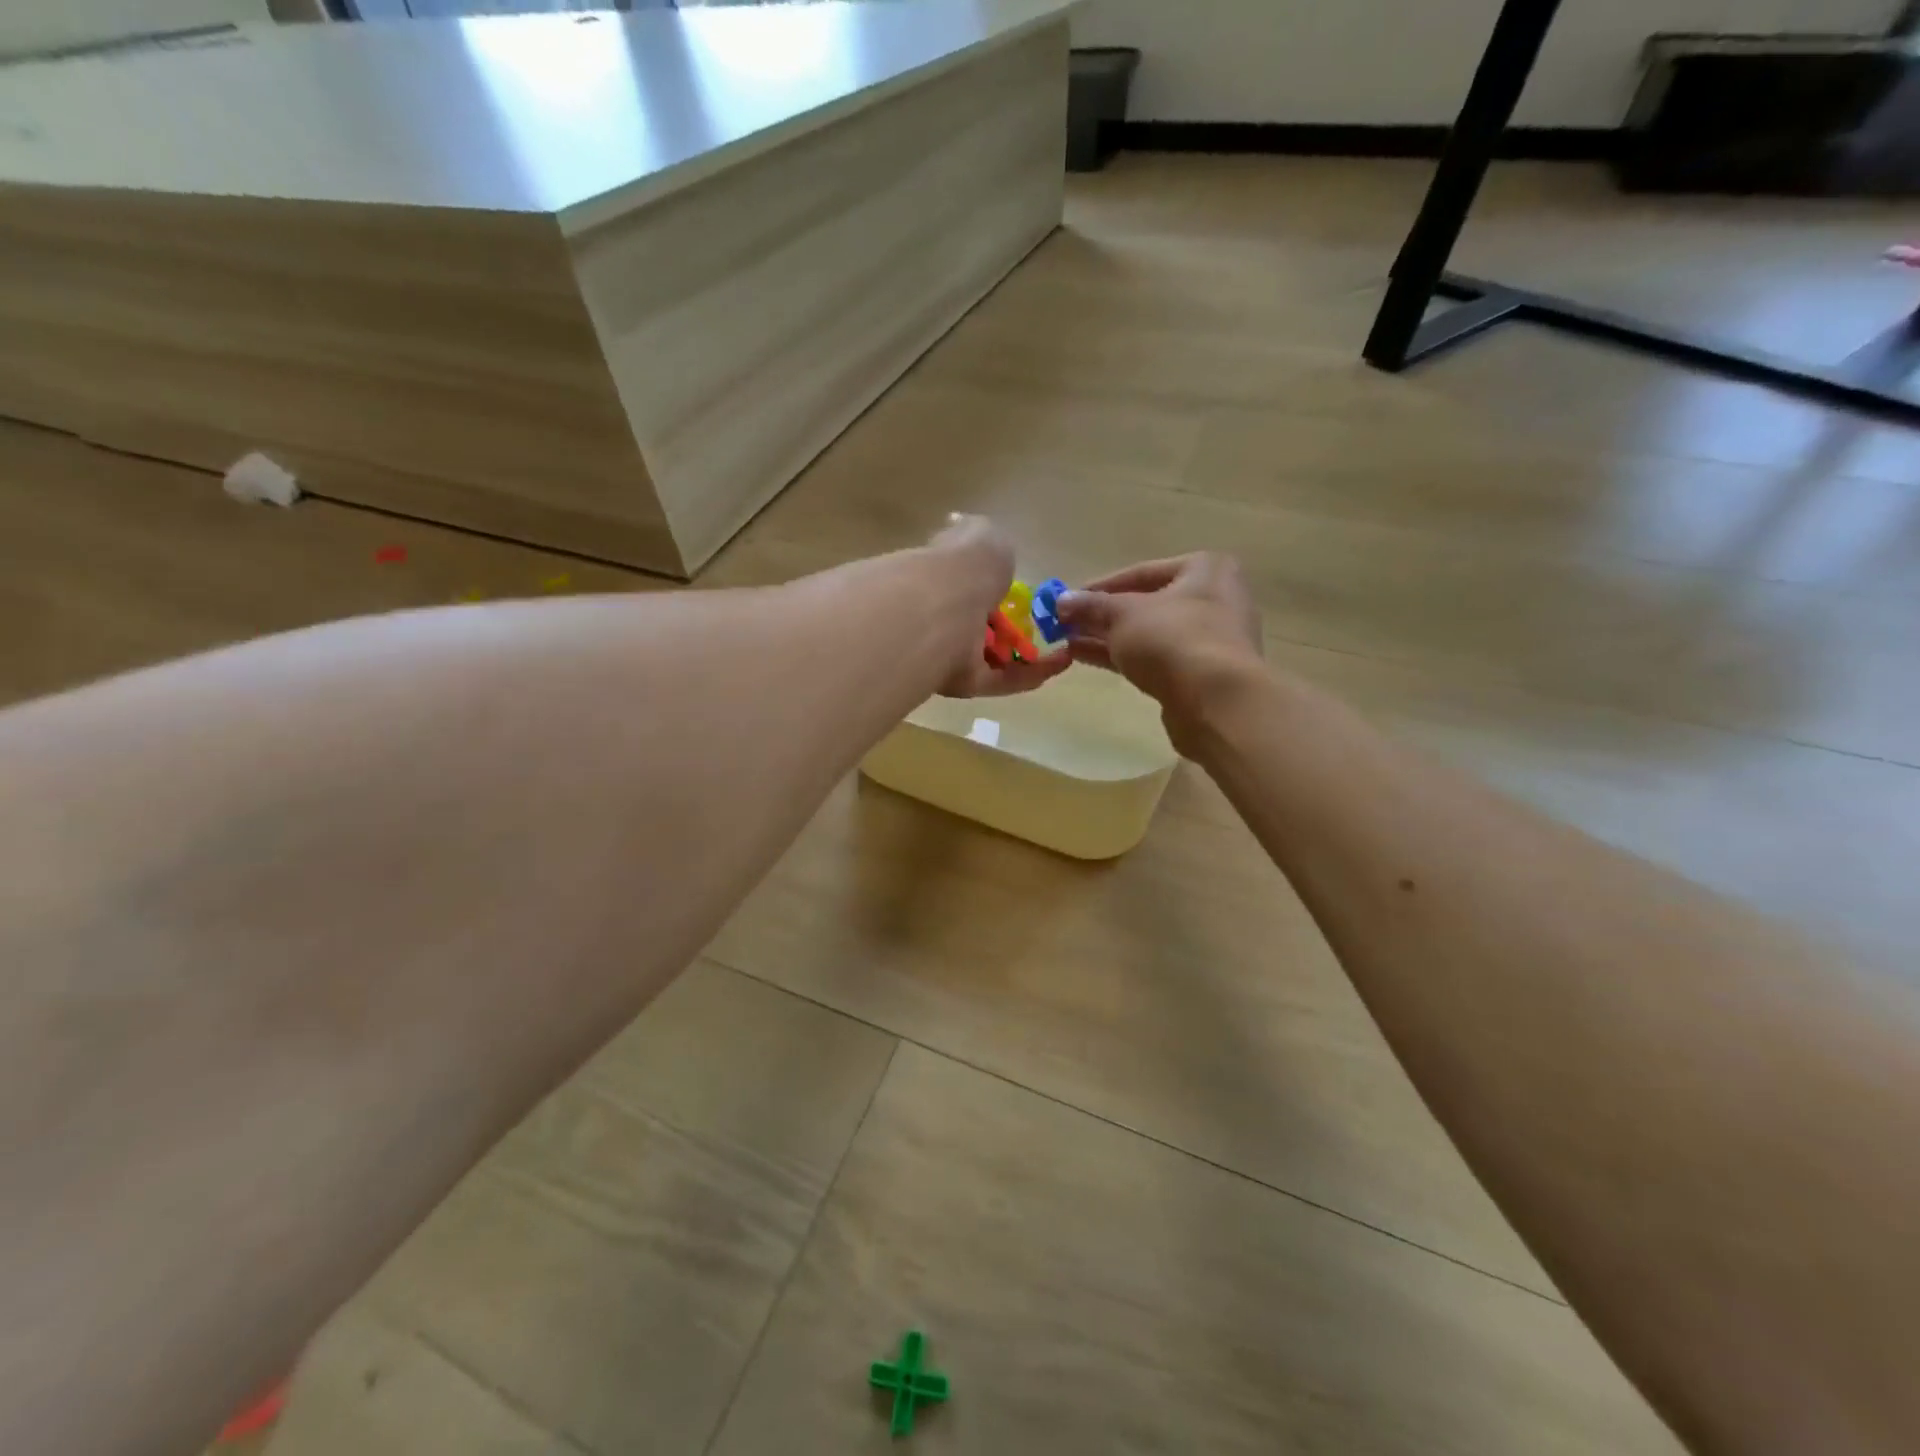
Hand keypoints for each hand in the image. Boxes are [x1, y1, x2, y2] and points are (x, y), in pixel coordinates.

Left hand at [925, 515, 1070, 698]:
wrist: (943, 606)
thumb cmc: (964, 564)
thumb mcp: (981, 534)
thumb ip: (985, 541)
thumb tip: (975, 539)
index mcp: (940, 576)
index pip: (964, 582)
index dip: (990, 584)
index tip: (1018, 588)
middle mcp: (939, 615)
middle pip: (974, 622)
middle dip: (1006, 624)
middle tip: (1044, 621)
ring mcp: (950, 651)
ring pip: (988, 655)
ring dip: (1024, 652)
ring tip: (1062, 644)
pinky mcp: (965, 682)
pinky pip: (1001, 680)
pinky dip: (1031, 673)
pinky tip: (1061, 662)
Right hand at [1055, 553, 1263, 739]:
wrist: (1217, 701)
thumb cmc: (1173, 639)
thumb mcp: (1123, 615)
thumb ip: (1091, 606)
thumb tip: (1061, 600)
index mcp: (1204, 570)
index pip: (1141, 572)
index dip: (1100, 587)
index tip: (1068, 601)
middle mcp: (1214, 599)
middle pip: (1146, 604)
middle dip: (1102, 616)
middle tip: (1065, 624)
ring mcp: (1210, 639)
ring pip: (1149, 634)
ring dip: (1108, 638)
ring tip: (1068, 643)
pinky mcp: (1201, 674)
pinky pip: (1156, 658)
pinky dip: (1124, 657)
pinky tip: (1088, 658)